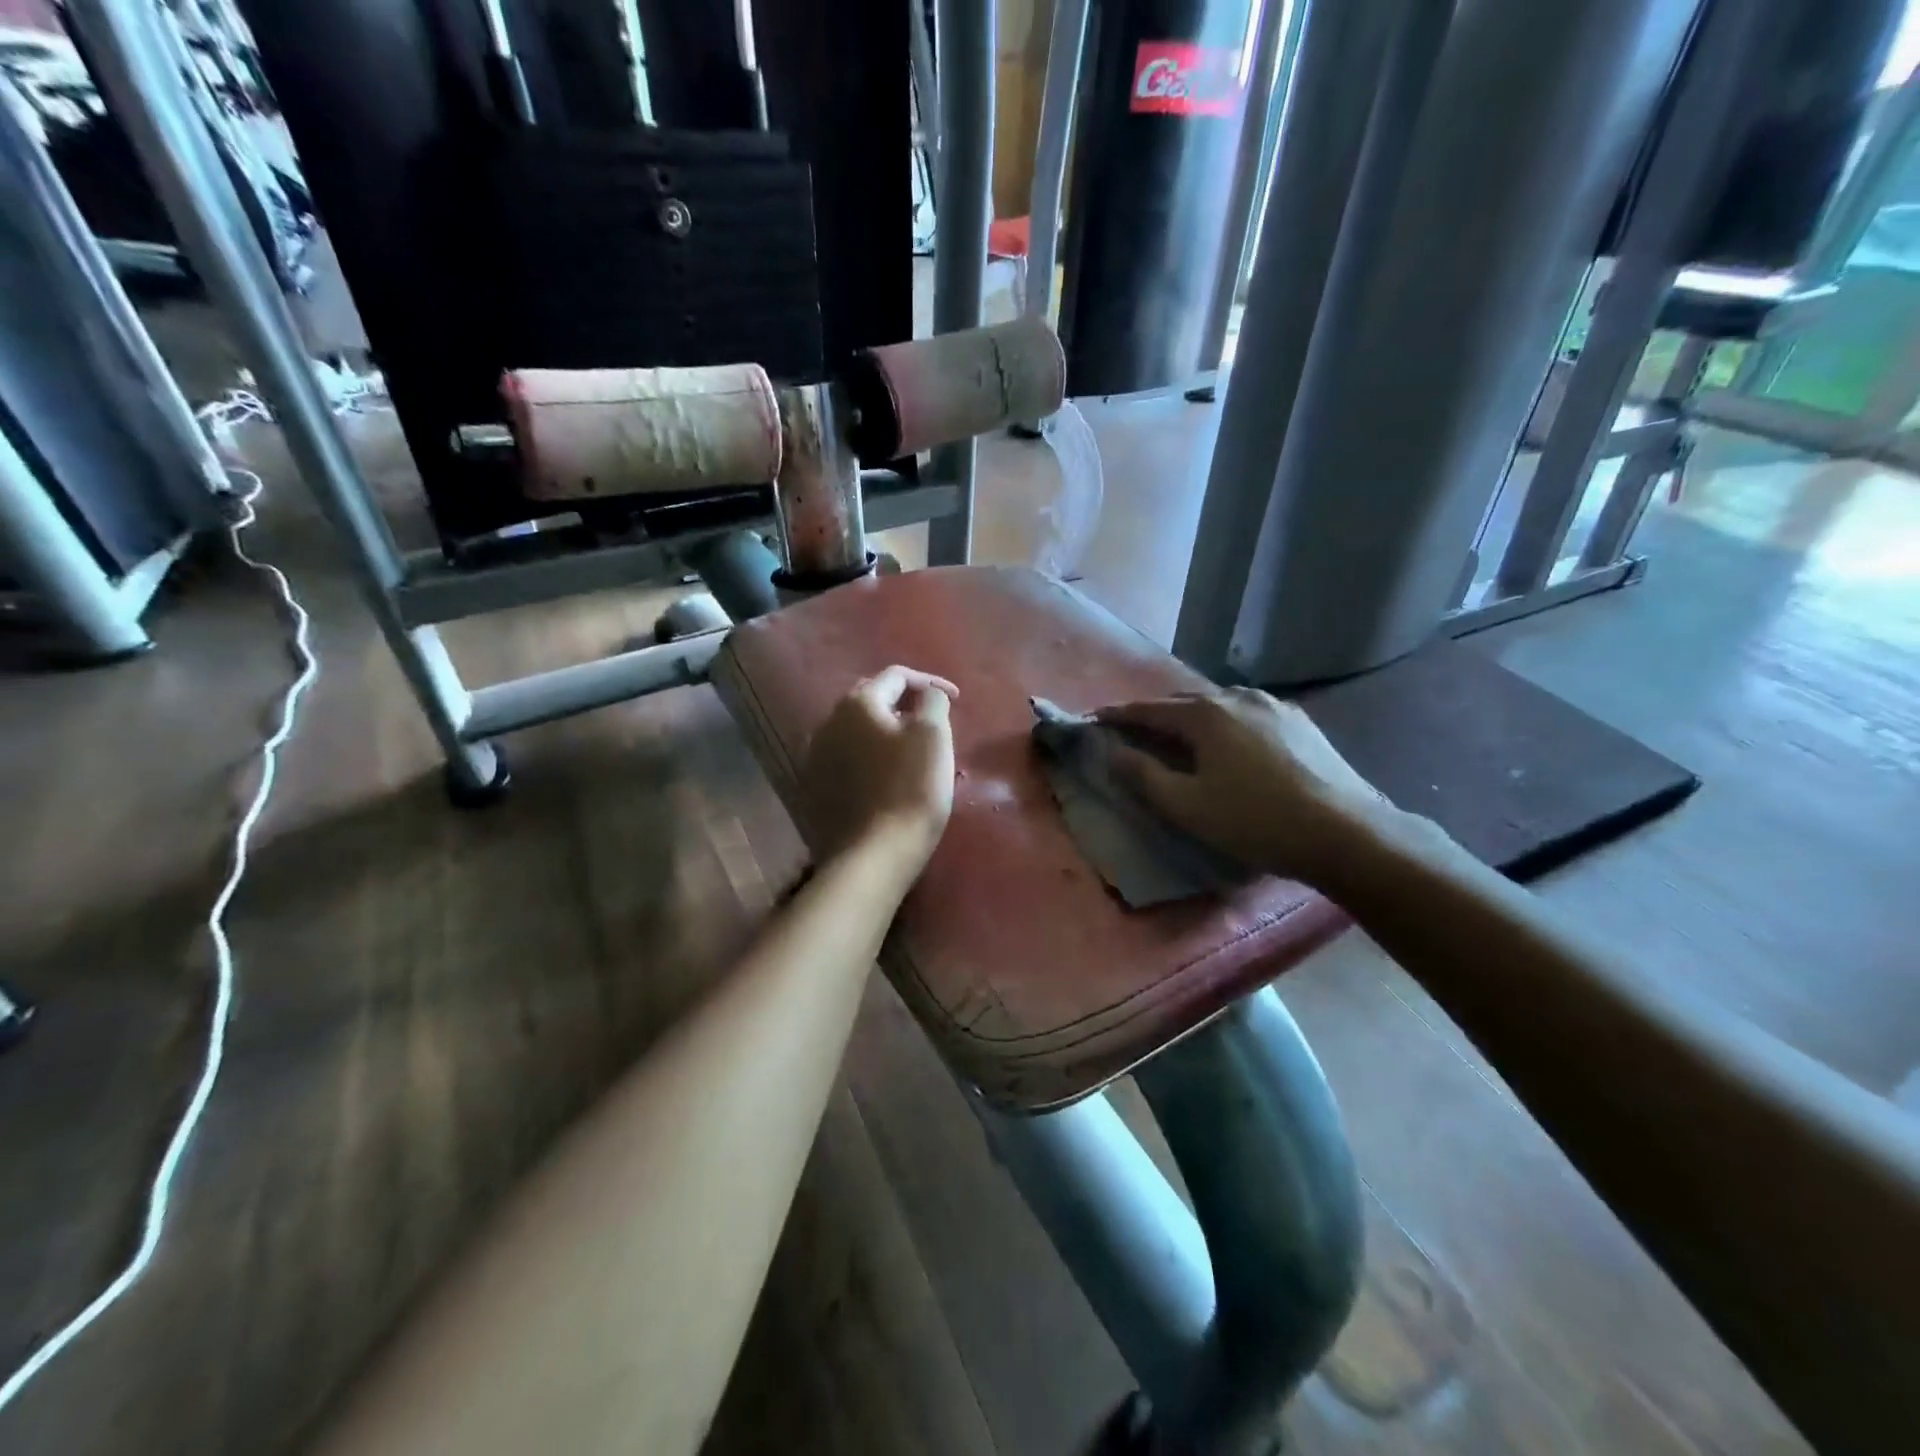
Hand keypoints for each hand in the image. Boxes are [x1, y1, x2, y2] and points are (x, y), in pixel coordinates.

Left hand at [800, 666, 958, 879]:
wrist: (874, 853)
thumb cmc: (912, 789)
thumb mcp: (934, 736)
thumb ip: (932, 702)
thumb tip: (927, 694)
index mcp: (858, 703)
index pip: (896, 676)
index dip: (930, 681)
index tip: (956, 699)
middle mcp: (829, 722)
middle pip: (872, 699)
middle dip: (904, 703)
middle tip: (932, 719)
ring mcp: (817, 756)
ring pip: (857, 730)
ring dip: (885, 730)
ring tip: (911, 747)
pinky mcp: (816, 787)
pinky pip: (848, 758)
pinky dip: (870, 756)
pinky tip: (886, 774)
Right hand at [1095, 687, 1398, 886]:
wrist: (1345, 833)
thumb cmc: (1254, 821)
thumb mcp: (1186, 806)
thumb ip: (1143, 775)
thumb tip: (1112, 752)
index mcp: (1205, 714)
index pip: (1149, 709)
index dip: (1118, 716)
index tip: (1095, 721)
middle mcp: (1238, 697)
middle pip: (1184, 702)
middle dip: (1155, 715)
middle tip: (1134, 732)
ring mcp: (1275, 706)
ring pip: (1219, 706)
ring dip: (1192, 718)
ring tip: (1181, 736)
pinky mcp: (1301, 722)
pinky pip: (1248, 715)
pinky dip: (1225, 725)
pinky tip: (1231, 743)